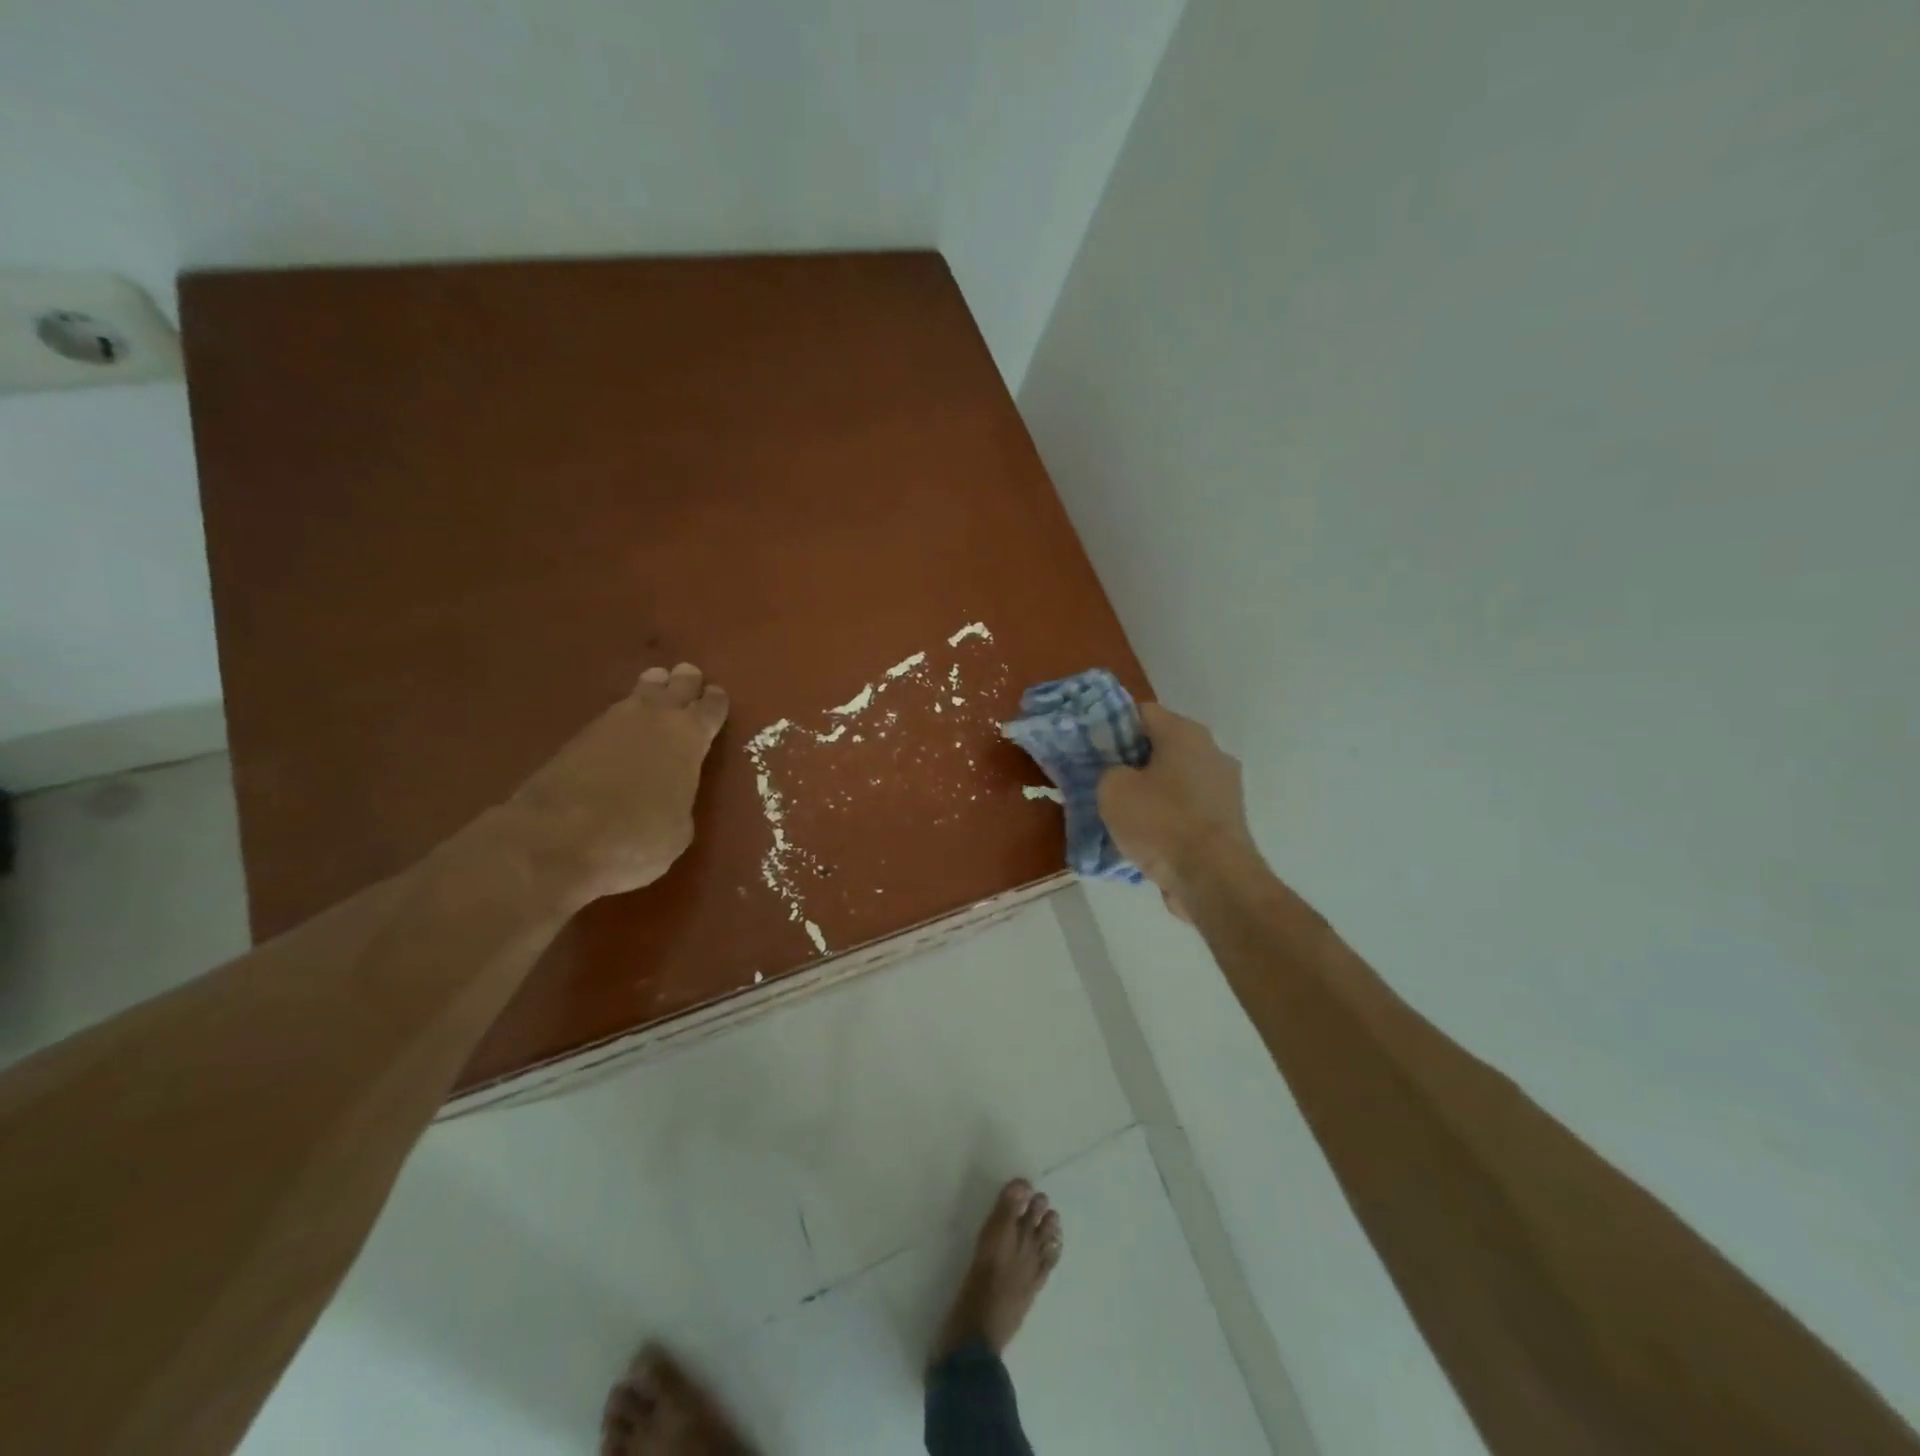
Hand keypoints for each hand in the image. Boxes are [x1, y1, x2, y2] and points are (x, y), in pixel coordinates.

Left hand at [508, 662, 729, 906]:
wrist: (558, 839)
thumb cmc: (637, 837)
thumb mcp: (679, 829)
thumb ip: (682, 800)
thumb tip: (671, 796)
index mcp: (689, 737)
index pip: (711, 708)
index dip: (716, 701)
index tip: (717, 695)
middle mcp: (655, 719)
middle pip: (676, 686)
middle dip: (685, 682)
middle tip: (689, 675)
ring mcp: (612, 723)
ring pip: (640, 692)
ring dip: (652, 688)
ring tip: (657, 684)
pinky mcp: (577, 737)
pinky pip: (612, 715)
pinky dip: (623, 715)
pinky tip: (624, 722)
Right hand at [1098, 702, 1259, 918]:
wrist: (1213, 878)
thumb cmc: (1160, 822)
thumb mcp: (1112, 789)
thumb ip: (1109, 771)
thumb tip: (1119, 775)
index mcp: (1185, 733)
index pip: (1142, 712)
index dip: (1113, 725)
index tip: (1093, 747)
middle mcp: (1211, 752)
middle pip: (1162, 747)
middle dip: (1132, 762)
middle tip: (1103, 781)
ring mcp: (1225, 788)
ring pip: (1176, 781)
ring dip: (1151, 793)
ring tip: (1122, 816)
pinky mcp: (1228, 822)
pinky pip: (1188, 810)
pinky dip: (1169, 819)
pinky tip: (1147, 839)